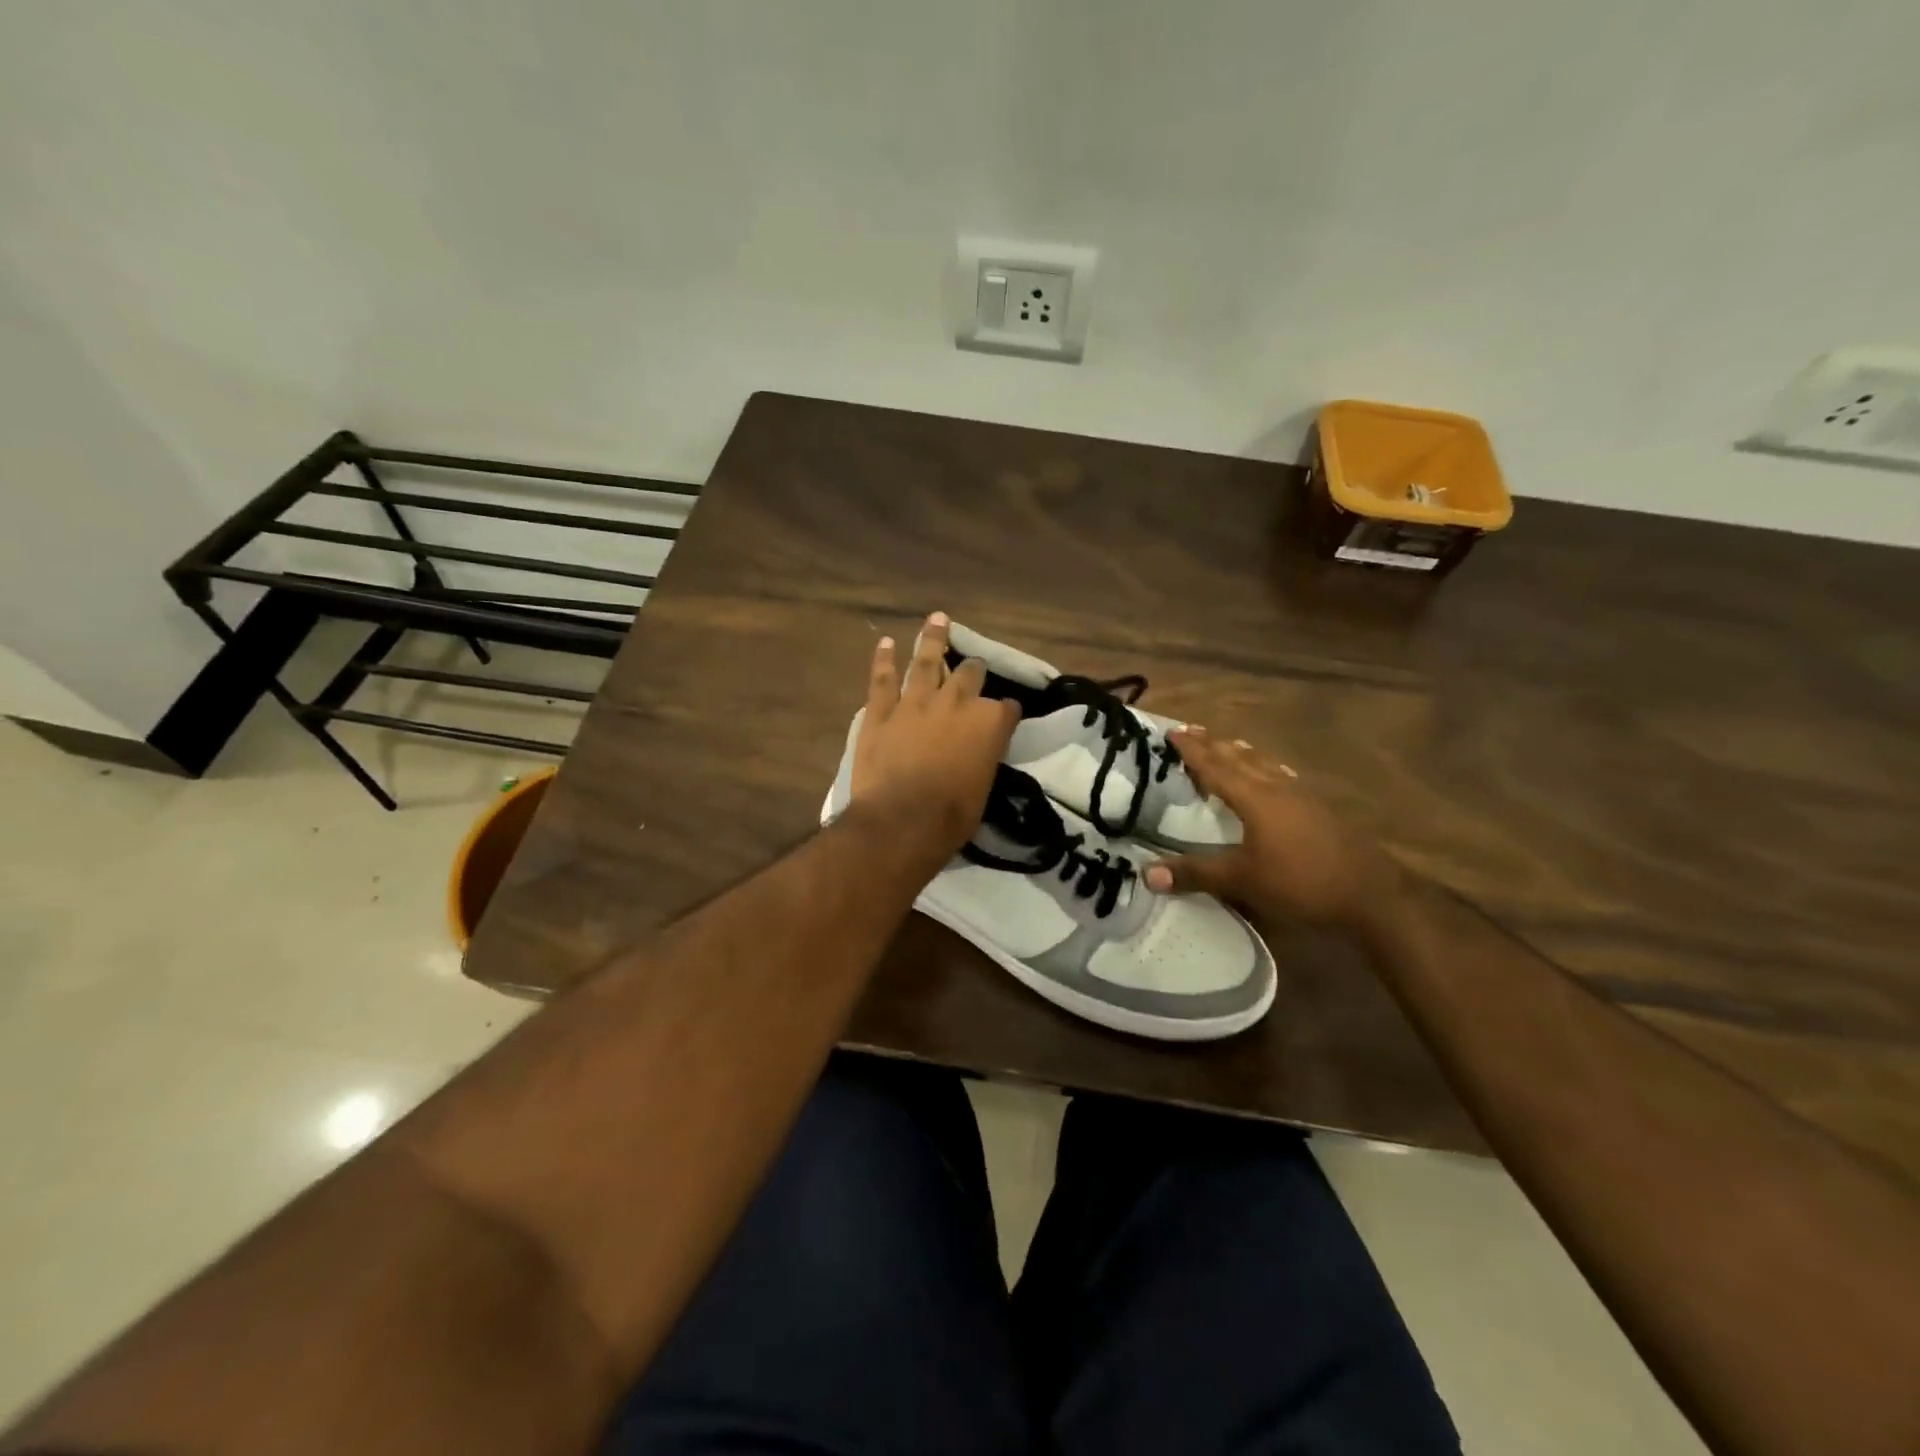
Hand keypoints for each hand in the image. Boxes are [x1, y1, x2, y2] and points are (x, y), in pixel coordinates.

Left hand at [848, 612, 1018, 858]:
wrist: (902, 820)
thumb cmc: (952, 815)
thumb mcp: (984, 788)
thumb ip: (982, 759)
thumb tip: (977, 754)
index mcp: (989, 723)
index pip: (1007, 708)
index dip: (1007, 712)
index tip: (1007, 716)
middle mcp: (956, 703)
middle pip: (970, 675)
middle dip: (974, 670)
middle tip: (973, 667)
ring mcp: (916, 703)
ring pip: (926, 662)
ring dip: (933, 639)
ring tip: (938, 619)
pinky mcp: (881, 712)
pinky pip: (883, 679)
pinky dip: (884, 660)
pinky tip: (886, 642)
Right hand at [1142, 728, 1401, 929]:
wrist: (1371, 893)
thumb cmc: (1301, 882)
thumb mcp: (1242, 880)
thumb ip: (1196, 873)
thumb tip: (1146, 873)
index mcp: (1255, 798)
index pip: (1215, 767)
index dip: (1192, 751)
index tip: (1173, 732)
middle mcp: (1277, 788)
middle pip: (1240, 758)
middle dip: (1214, 744)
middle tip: (1192, 730)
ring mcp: (1302, 797)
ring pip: (1265, 764)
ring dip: (1241, 753)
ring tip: (1228, 744)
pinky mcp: (1319, 809)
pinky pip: (1282, 776)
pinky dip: (1266, 768)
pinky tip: (1274, 774)